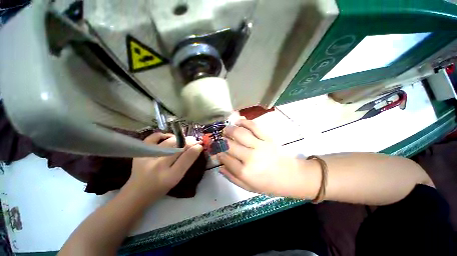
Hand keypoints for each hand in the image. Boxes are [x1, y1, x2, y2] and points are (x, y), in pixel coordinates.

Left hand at [126, 133, 202, 198]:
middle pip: (178, 147)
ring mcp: (148, 157)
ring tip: (184, 139)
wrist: (137, 193)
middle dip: (189, 142)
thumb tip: (197, 148)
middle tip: (194, 140)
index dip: (195, 148)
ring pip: (169, 141)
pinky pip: (154, 137)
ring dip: (180, 138)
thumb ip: (187, 163)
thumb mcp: (177, 178)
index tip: (200, 145)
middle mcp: (159, 166)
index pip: (187, 157)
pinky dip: (163, 135)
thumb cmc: (161, 188)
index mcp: (170, 176)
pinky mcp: (141, 152)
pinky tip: (169, 138)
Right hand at [217, 120, 305, 197]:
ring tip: (226, 129)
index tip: (216, 150)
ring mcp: (259, 145)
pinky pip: (254, 127)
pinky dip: (244, 122)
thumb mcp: (248, 187)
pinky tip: (239, 122)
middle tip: (219, 139)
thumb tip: (220, 166)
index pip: (225, 158)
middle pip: (229, 145)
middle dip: (221, 140)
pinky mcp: (267, 138)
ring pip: (240, 133)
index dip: (218, 153)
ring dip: (230, 129)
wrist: (291, 176)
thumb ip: (232, 177)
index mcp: (244, 172)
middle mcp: (250, 157)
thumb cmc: (269, 184)